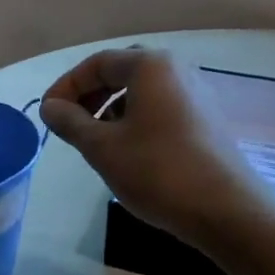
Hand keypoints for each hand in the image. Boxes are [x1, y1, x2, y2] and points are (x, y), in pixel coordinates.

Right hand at [38, 48, 272, 251]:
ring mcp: (197, 94)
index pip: (97, 63)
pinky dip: (137, 120)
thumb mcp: (102, 148)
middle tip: (71, 124)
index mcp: (150, 66)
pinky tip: (130, 151)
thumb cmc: (158, 172)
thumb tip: (50, 106)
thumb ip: (70, 121)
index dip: (66, 86)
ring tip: (97, 141)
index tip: (48, 115)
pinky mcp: (207, 119)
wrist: (226, 211)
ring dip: (112, 108)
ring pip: (142, 91)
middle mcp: (177, 69)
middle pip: (121, 71)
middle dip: (90, 94)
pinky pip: (161, 107)